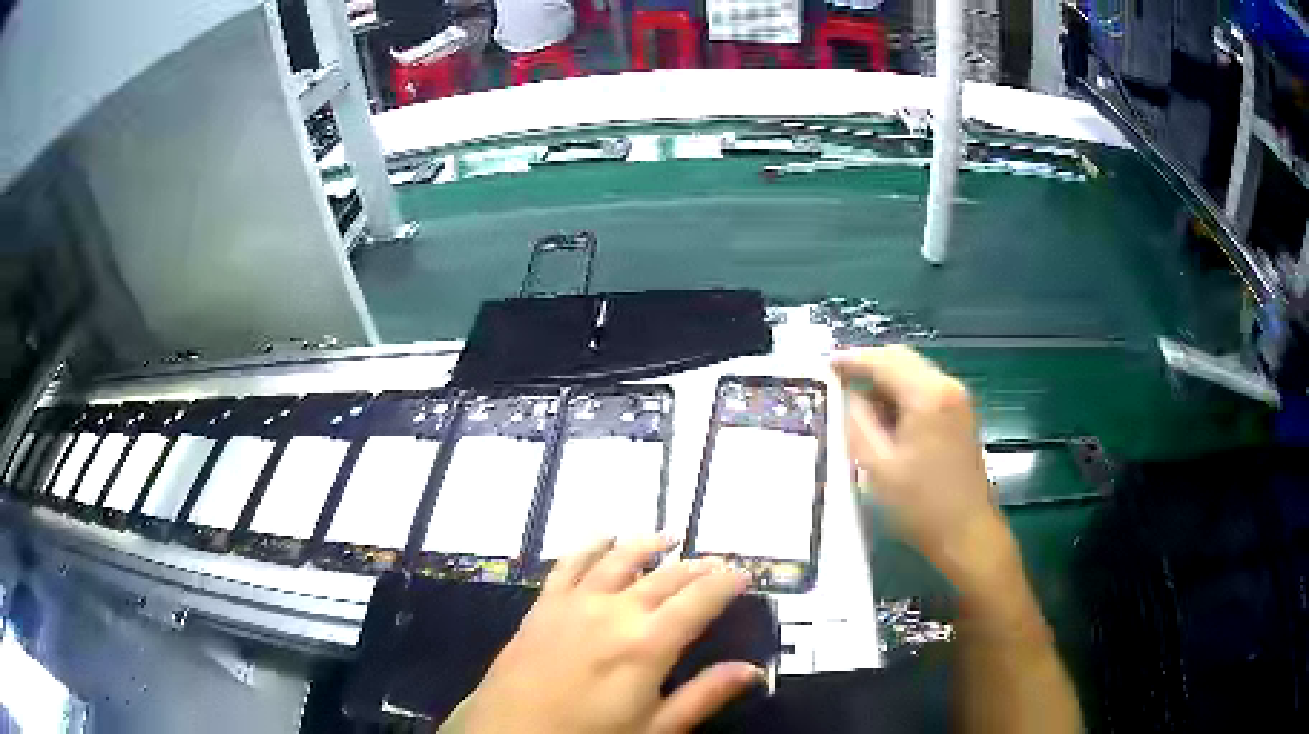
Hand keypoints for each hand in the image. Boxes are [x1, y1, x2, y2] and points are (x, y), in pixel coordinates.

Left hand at [442, 536, 761, 733]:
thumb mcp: (655, 728)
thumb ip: (704, 695)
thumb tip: (752, 670)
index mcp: (648, 643)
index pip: (700, 599)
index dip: (726, 583)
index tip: (744, 575)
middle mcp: (614, 610)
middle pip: (666, 576)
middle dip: (697, 567)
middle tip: (718, 564)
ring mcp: (575, 602)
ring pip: (620, 559)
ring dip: (648, 545)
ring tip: (669, 537)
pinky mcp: (544, 604)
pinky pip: (570, 563)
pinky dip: (591, 545)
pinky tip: (603, 537)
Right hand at [832, 346, 1004, 579]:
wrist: (967, 533)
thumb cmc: (920, 505)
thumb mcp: (877, 465)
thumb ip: (857, 422)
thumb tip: (848, 395)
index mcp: (927, 395)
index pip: (884, 360)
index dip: (852, 359)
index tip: (824, 365)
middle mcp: (947, 386)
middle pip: (902, 359)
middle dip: (869, 366)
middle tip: (837, 381)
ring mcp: (958, 400)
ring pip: (914, 373)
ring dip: (885, 380)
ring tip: (854, 402)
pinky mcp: (961, 416)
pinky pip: (925, 390)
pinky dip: (901, 394)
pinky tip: (884, 417)